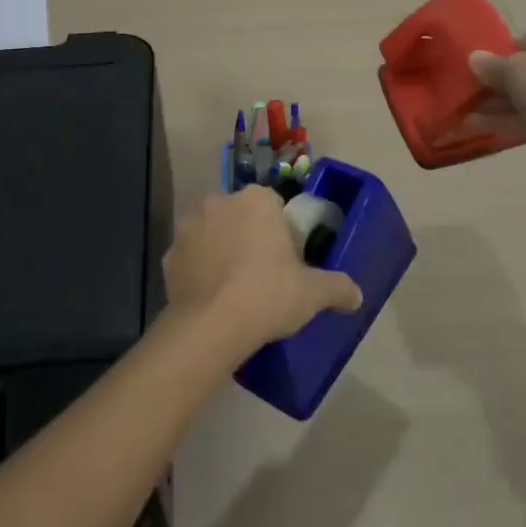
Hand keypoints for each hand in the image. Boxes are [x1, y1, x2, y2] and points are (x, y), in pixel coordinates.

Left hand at [164, 188, 362, 353]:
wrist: (211, 326)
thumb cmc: (268, 295)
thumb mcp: (314, 293)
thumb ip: (338, 288)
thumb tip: (357, 295)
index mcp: (256, 200)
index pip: (273, 205)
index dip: (281, 231)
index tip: (287, 259)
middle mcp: (218, 202)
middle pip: (240, 216)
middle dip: (249, 237)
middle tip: (264, 274)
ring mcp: (188, 227)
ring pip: (212, 234)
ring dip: (221, 251)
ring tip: (234, 289)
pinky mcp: (168, 255)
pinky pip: (191, 258)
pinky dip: (199, 272)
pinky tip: (211, 298)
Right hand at [468, 25, 525, 175]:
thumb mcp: (516, 68)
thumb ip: (492, 64)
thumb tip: (475, 59)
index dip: (508, 48)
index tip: (486, 61)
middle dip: (498, 81)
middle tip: (471, 87)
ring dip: (496, 104)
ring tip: (464, 110)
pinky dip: (504, 121)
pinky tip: (474, 125)